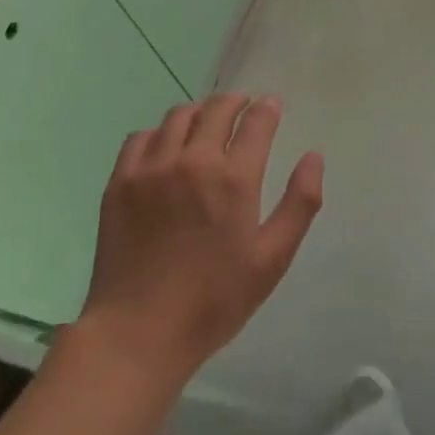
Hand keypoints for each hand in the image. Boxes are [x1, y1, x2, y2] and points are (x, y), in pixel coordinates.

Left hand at [77, 94, 323, 378]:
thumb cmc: (214, 300)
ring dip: (199, 112)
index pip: (256, 123)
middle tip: (243, 106)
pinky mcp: (120, 182)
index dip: (267, 109)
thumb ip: (300, 204)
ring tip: (206, 123)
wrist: (138, 332)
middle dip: (235, 102)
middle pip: (217, 109)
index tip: (272, 105)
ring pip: (178, 116)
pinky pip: (141, 137)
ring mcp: (152, 168)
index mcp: (234, 179)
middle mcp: (193, 161)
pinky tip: (165, 148)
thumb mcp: (272, 259)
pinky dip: (160, 133)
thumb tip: (314, 157)